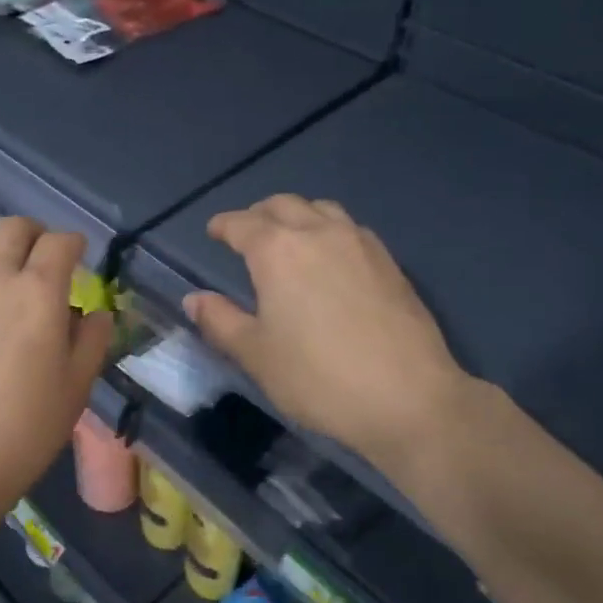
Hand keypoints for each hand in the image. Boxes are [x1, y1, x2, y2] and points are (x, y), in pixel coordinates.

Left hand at [0, 217, 112, 530]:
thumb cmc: (21, 433)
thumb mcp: (75, 390)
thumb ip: (91, 342)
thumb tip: (96, 313)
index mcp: (38, 293)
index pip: (60, 243)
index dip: (75, 244)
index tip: (80, 256)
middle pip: (13, 228)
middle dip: (36, 234)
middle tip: (45, 258)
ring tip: (4, 270)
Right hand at [183, 195, 476, 472]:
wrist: (408, 397)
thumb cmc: (319, 378)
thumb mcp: (256, 355)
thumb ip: (220, 321)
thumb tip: (194, 298)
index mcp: (277, 250)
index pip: (242, 224)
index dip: (223, 225)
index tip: (213, 231)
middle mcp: (318, 233)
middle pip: (282, 205)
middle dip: (258, 214)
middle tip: (246, 234)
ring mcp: (359, 243)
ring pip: (321, 209)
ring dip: (297, 215)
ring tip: (289, 239)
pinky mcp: (389, 261)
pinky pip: (350, 228)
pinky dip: (329, 229)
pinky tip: (331, 258)